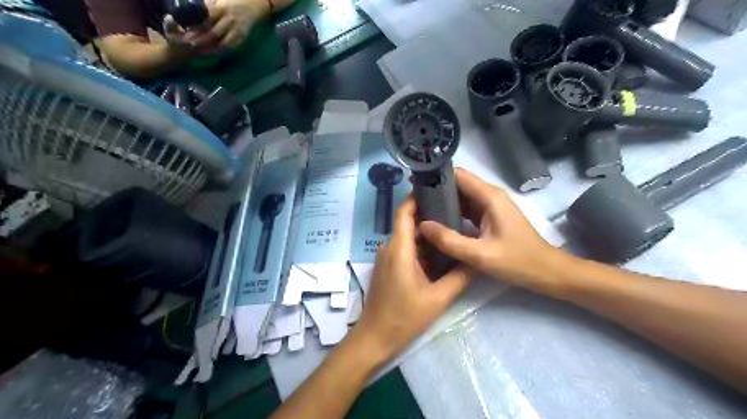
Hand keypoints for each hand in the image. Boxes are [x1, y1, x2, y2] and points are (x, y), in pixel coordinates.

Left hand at [184, 0, 268, 49]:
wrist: (254, 5)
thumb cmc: (233, 1)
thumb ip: (209, 6)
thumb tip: (192, 11)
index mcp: (221, 8)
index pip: (206, 20)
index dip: (196, 28)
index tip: (186, 33)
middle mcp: (229, 20)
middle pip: (213, 32)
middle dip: (201, 40)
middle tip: (190, 45)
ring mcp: (237, 30)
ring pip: (223, 42)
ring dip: (211, 48)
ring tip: (201, 51)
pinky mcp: (242, 37)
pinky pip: (232, 46)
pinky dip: (223, 50)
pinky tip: (215, 52)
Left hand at [353, 197, 471, 361]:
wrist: (375, 338)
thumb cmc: (404, 317)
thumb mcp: (438, 298)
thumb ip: (459, 276)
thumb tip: (475, 259)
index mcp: (399, 248)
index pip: (404, 212)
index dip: (417, 197)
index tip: (436, 190)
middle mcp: (389, 247)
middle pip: (408, 223)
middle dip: (430, 217)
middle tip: (455, 214)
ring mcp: (386, 258)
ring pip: (408, 238)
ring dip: (427, 235)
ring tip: (452, 233)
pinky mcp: (387, 267)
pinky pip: (404, 250)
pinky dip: (421, 249)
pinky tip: (439, 255)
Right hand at [420, 169, 566, 294]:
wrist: (547, 273)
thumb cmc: (518, 262)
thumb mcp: (480, 255)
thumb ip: (449, 240)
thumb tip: (422, 225)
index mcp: (489, 197)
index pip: (458, 175)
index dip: (436, 176)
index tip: (414, 182)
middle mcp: (490, 196)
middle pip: (458, 184)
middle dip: (436, 189)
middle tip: (413, 200)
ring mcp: (491, 206)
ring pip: (462, 197)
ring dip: (443, 201)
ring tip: (420, 208)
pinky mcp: (491, 217)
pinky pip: (467, 209)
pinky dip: (452, 212)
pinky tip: (437, 221)